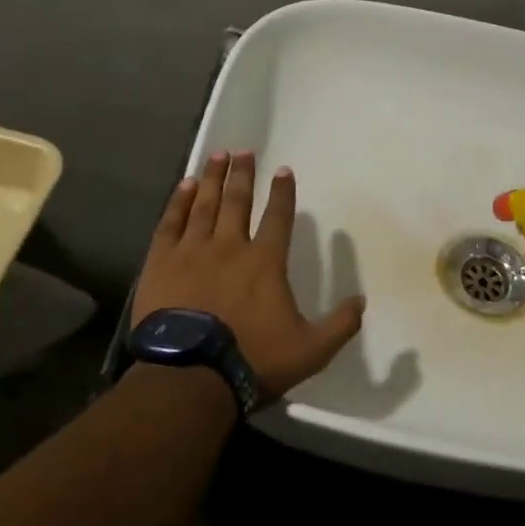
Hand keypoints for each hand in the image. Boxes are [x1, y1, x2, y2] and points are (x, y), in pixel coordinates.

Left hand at [133, 151, 365, 401]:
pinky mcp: (162, 262)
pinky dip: (179, 202)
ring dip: (213, 178)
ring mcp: (193, 251)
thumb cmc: (252, 359)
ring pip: (205, 205)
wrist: (190, 375)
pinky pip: (171, 222)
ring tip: (218, 155)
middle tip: (244, 151)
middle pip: (238, 201)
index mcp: (265, 262)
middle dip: (243, 174)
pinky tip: (185, 186)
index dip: (283, 192)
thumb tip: (362, 301)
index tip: (284, 170)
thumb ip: (340, 324)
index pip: (278, 217)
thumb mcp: (310, 350)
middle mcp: (230, 246)